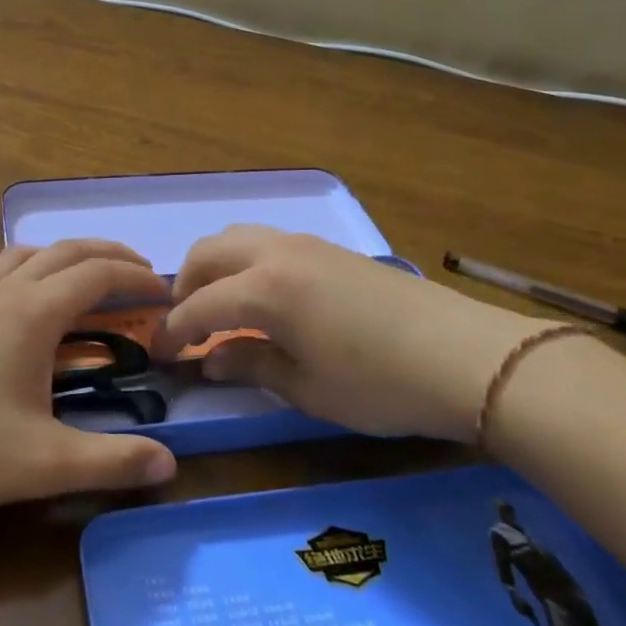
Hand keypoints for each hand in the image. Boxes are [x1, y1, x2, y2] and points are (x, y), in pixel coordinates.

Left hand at [0, 240, 178, 523]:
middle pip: (64, 252)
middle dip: (109, 256)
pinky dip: (11, 272)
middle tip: (142, 275)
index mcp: (31, 314)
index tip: (166, 294)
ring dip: (61, 256)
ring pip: (21, 256)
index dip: (137, 279)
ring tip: (85, 277)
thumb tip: (170, 465)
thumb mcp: (44, 463)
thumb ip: (111, 462)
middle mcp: (2, 295)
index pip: (97, 276)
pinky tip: (10, 294)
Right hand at [163, 225, 554, 442]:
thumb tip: (210, 360)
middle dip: (185, 285)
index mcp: (263, 289)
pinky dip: (245, 261)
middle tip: (185, 324)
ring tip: (220, 304)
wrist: (466, 357)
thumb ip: (250, 365)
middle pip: (208, 252)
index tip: (160, 353)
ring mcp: (306, 245)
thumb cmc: (379, 384)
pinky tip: (262, 296)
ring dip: (215, 266)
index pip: (199, 306)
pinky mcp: (331, 249)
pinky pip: (267, 241)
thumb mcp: (306, 388)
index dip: (174, 331)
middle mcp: (276, 254)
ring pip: (238, 237)